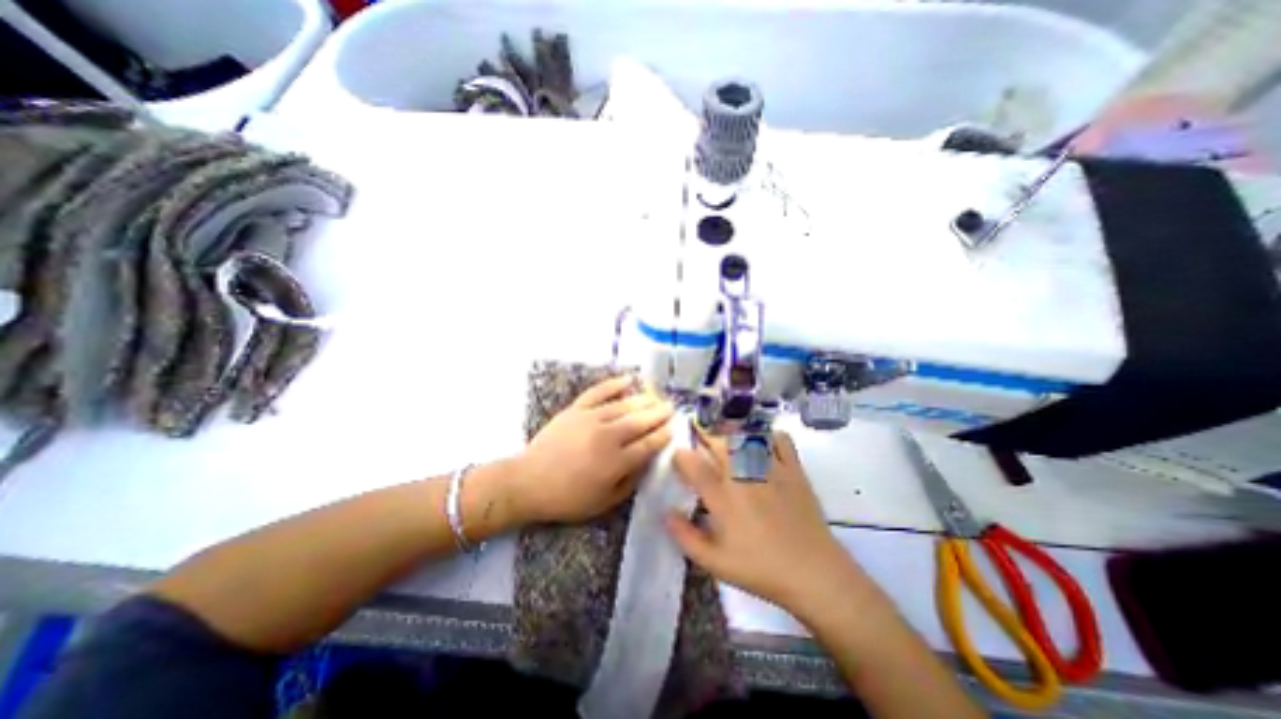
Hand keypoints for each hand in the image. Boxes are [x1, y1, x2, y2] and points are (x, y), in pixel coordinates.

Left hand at [511, 377, 672, 522]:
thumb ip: (629, 481)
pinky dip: (614, 384)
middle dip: (659, 413)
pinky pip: (598, 392)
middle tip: (672, 407)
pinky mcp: (576, 409)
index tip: (675, 427)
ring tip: (657, 396)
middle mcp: (608, 436)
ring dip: (643, 399)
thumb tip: (647, 462)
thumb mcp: (604, 502)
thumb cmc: (567, 498)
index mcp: (616, 462)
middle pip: (640, 421)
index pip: (648, 444)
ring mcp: (591, 419)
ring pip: (624, 405)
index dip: (664, 435)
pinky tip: (628, 379)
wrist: (528, 482)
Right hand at [672, 431, 870, 621]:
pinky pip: (779, 439)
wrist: (814, 573)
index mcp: (722, 497)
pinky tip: (762, 443)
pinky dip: (768, 435)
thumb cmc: (760, 569)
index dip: (680, 456)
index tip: (678, 456)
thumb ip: (686, 537)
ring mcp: (770, 468)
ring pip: (745, 436)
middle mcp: (743, 475)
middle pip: (718, 442)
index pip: (693, 464)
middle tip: (698, 435)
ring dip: (731, 431)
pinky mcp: (793, 468)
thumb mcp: (715, 563)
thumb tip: (666, 513)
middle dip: (703, 434)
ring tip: (724, 434)